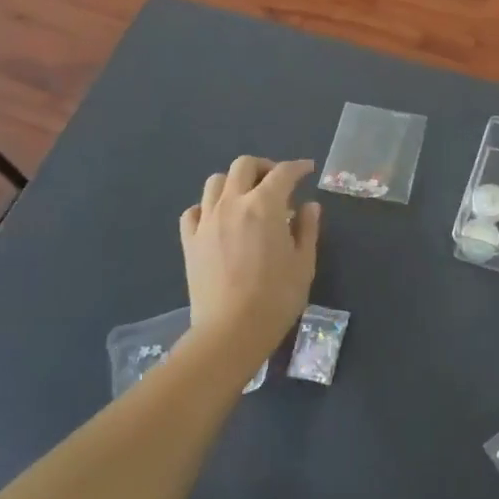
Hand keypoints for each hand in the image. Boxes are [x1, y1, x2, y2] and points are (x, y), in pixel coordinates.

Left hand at [179, 156, 320, 370]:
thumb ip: (308, 229)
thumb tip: (309, 206)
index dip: (298, 167)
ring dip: (234, 182)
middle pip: (244, 166)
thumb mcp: (304, 263)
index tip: (308, 169)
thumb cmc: (276, 298)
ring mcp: (207, 220)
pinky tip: (219, 219)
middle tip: (277, 183)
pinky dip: (208, 207)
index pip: (283, 173)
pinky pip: (194, 210)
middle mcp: (233, 203)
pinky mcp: (190, 241)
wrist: (230, 332)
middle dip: (263, 167)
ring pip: (215, 182)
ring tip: (246, 198)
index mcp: (265, 205)